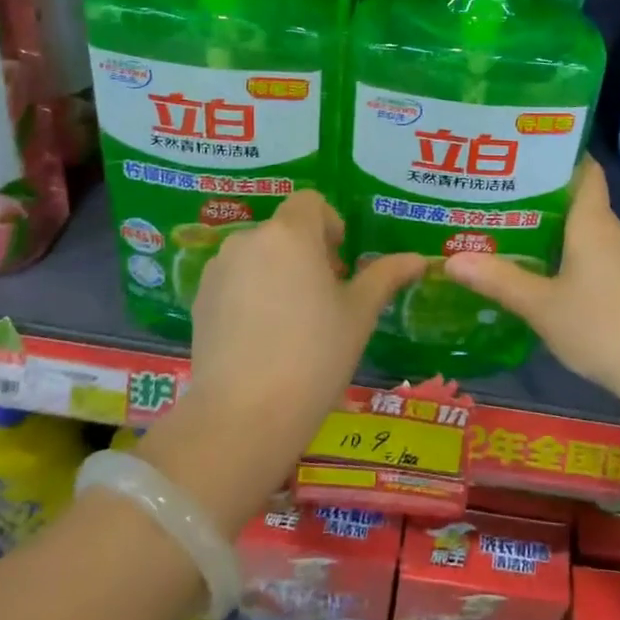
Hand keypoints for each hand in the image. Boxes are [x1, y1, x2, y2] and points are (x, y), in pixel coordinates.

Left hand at [186, 191, 422, 468]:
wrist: (242, 416)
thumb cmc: (314, 356)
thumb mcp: (359, 315)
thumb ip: (385, 276)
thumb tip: (419, 259)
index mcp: (291, 233)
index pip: (311, 202)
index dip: (330, 224)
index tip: (340, 262)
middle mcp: (249, 239)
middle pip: (284, 229)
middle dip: (306, 252)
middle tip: (324, 297)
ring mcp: (219, 269)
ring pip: (257, 255)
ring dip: (277, 271)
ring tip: (292, 320)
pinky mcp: (200, 300)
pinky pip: (233, 280)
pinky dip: (250, 293)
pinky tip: (262, 337)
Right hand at [444, 159, 619, 396]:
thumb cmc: (600, 326)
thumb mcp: (541, 305)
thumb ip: (498, 280)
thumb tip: (451, 259)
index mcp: (593, 221)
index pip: (584, 168)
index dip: (559, 153)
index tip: (524, 149)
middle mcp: (610, 230)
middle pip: (577, 197)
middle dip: (540, 191)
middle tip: (497, 190)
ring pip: (584, 227)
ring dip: (551, 224)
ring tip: (508, 224)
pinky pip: (592, 251)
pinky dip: (566, 250)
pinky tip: (540, 267)